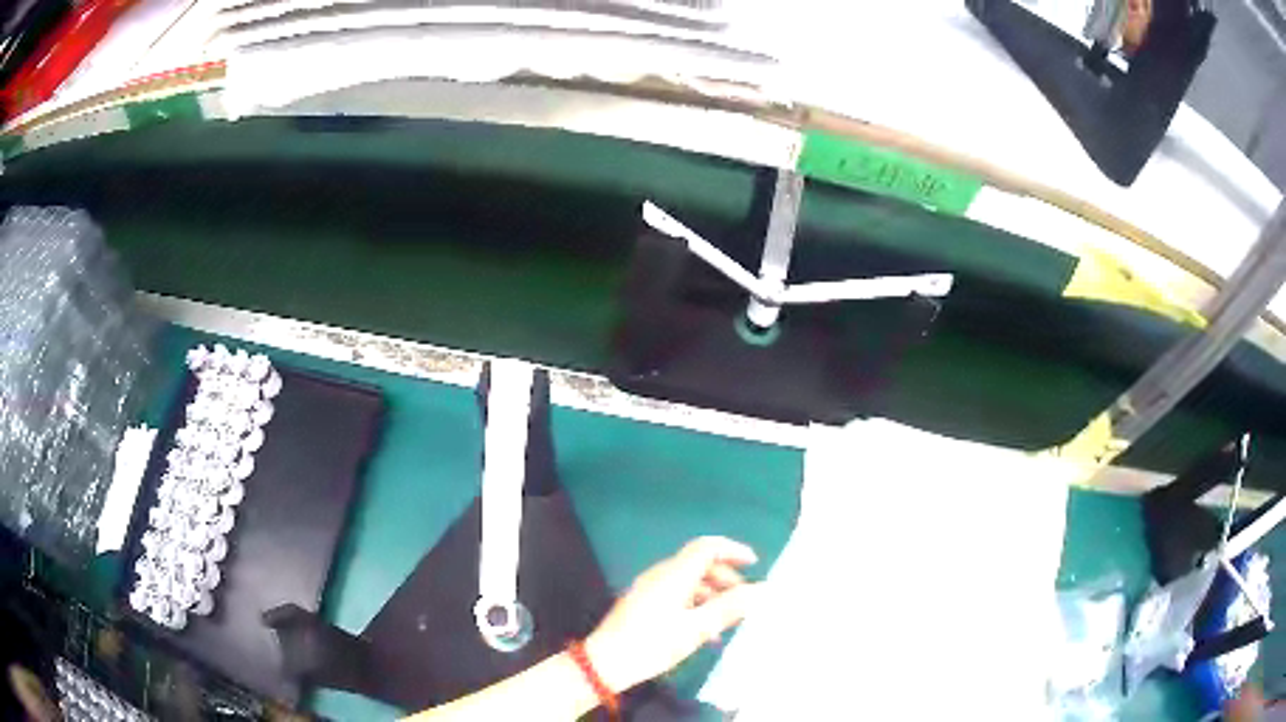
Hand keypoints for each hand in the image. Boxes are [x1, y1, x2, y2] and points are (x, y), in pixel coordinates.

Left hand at [584, 537, 758, 693]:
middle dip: (725, 577)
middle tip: (745, 599)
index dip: (733, 550)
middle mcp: (660, 575)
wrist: (604, 663)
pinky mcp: (642, 605)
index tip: (754, 564)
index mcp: (673, 575)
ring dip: (712, 594)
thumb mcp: (696, 629)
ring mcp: (648, 590)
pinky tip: (705, 631)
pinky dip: (696, 604)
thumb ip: (730, 608)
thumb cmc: (652, 644)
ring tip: (729, 619)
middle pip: (698, 564)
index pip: (706, 547)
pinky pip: (676, 595)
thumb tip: (762, 589)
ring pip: (688, 581)